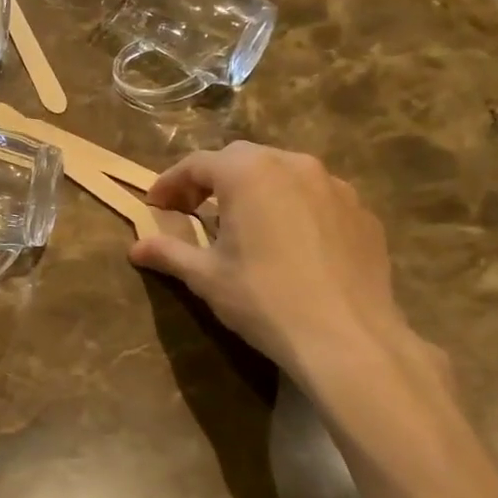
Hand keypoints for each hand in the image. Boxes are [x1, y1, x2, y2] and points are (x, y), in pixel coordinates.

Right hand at [129, 144, 462, 445]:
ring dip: (256, 189)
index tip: (155, 205)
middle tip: (195, 210)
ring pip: (283, 173)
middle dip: (213, 180)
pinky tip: (291, 243)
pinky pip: (317, 197)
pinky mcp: (361, 211)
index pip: (197, 164)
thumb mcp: (206, 277)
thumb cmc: (264, 300)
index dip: (170, 183)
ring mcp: (334, 185)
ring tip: (245, 224)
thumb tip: (136, 247)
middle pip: (241, 159)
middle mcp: (292, 165)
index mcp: (248, 173)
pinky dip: (294, 208)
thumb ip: (169, 253)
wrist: (347, 338)